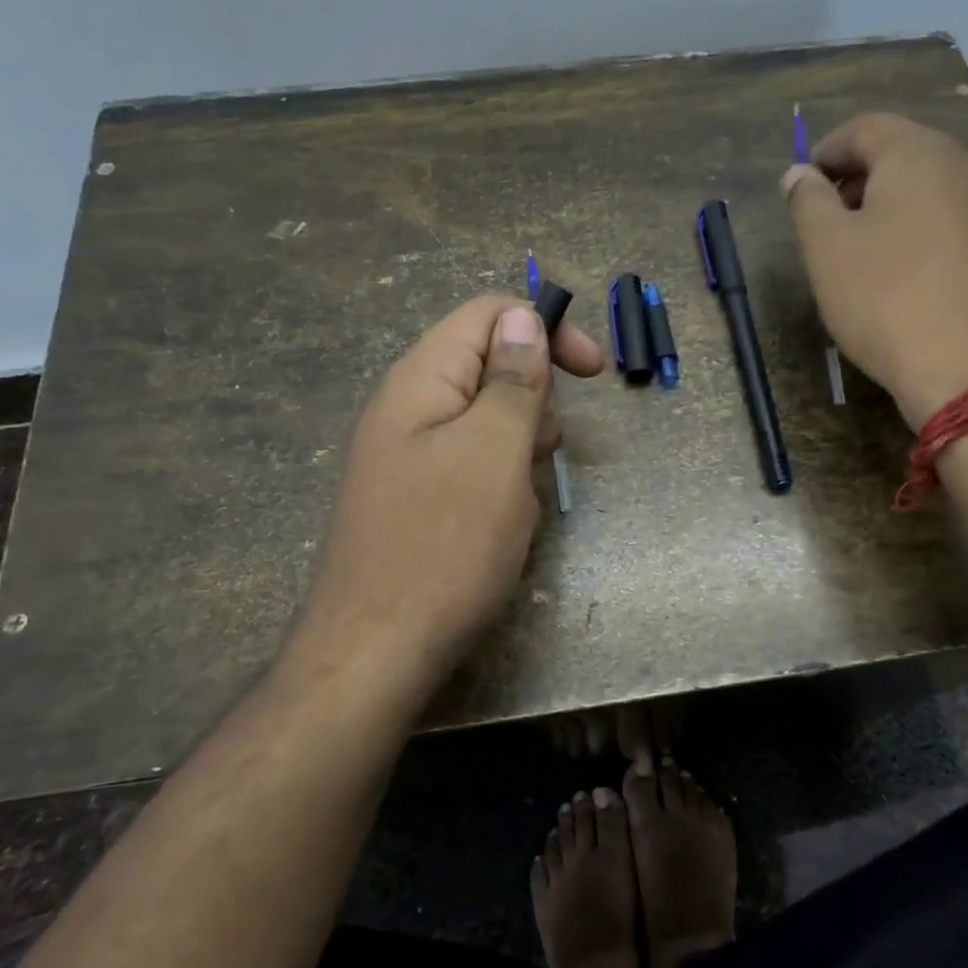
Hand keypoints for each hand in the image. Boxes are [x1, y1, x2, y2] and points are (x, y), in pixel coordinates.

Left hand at [295, 296, 603, 689]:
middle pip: (490, 364)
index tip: (592, 373)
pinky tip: (502, 522)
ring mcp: (410, 453)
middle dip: (535, 398)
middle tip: (541, 450)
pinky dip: (501, 479)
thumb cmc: (444, 545)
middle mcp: (409, 406)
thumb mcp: (494, 451)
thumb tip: (522, 315)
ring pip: (488, 418)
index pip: (489, 315)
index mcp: (422, 379)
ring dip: (522, 445)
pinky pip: (474, 463)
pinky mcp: (418, 494)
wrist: (376, 653)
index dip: (545, 329)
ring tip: (520, 495)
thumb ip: (512, 378)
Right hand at [782, 113, 967, 427]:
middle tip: (829, 219)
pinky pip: (957, 220)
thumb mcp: (826, 249)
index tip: (803, 185)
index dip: (827, 150)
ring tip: (865, 249)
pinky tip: (908, 273)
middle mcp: (966, 165)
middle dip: (860, 178)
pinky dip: (924, 230)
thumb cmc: (886, 300)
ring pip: (933, 188)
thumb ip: (807, 200)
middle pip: (904, 152)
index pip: (865, 128)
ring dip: (893, 205)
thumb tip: (799, 173)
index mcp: (918, 154)